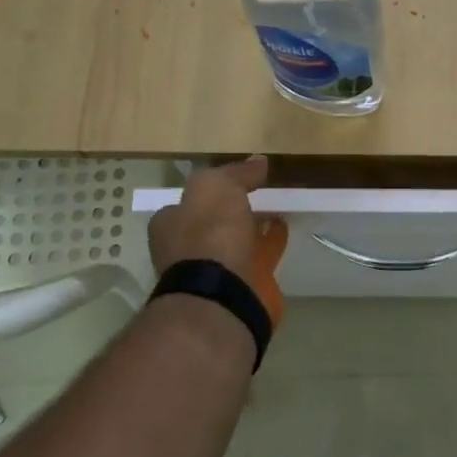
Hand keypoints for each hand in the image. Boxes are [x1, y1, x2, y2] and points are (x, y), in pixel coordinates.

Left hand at [148, 156, 288, 324]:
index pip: (188, 201)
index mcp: (170, 224)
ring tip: (278, 205)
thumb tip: (258, 161)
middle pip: (213, 221)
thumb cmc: (209, 234)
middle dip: (232, 210)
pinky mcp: (242, 284)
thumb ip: (237, 173)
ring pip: (238, 239)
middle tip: (259, 191)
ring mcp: (215, 269)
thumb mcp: (218, 187)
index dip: (211, 190)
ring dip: (254, 225)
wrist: (223, 295)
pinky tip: (286, 226)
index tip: (235, 180)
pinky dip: (271, 242)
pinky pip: (259, 255)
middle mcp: (187, 247)